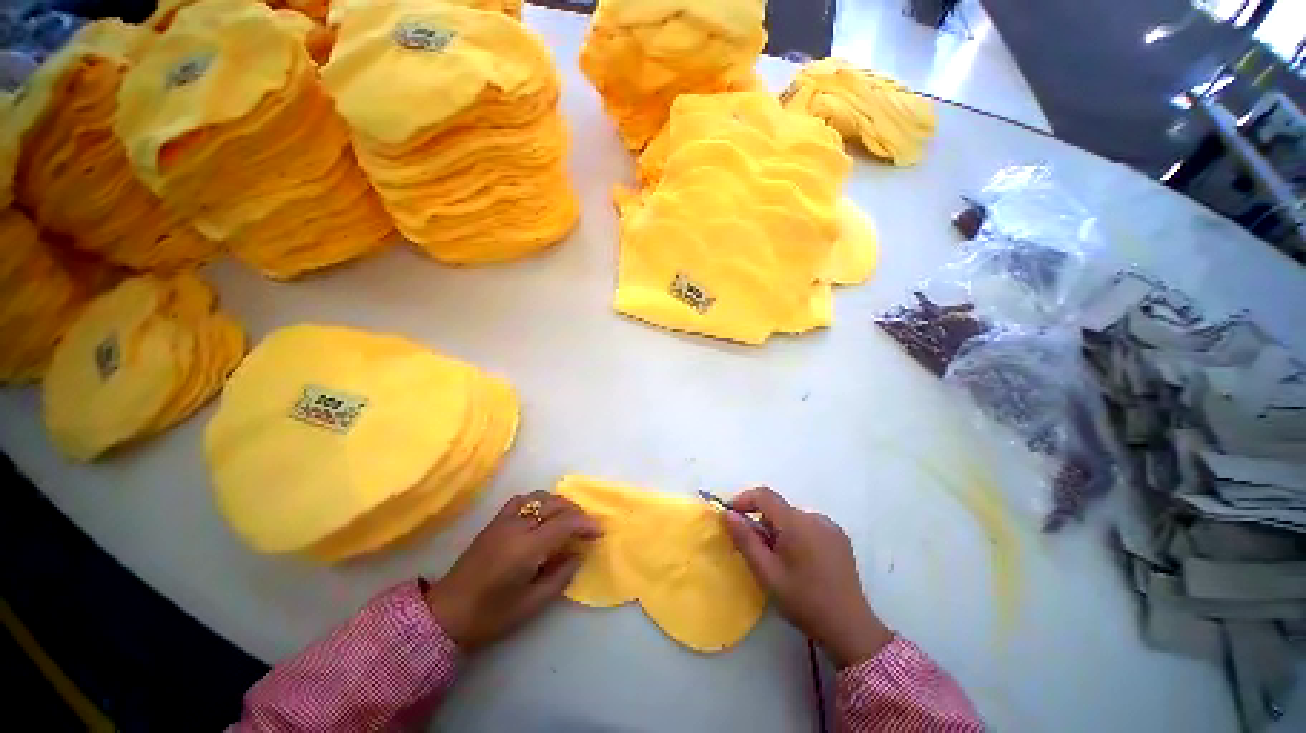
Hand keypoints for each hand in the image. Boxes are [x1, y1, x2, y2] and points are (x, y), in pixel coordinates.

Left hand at [424, 491, 600, 651]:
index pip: (565, 522)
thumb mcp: (531, 604)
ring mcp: (503, 521)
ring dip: (558, 505)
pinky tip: (540, 517)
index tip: (599, 533)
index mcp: (527, 548)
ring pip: (539, 497)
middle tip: (586, 529)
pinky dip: (537, 502)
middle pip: (555, 504)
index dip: (586, 524)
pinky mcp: (494, 522)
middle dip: (576, 513)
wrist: (446, 615)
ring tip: (566, 522)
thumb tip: (578, 554)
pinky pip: (521, 500)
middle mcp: (517, 526)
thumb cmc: (490, 616)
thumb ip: (560, 577)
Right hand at [723, 487, 891, 667]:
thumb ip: (745, 539)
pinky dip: (797, 535)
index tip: (731, 516)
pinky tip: (801, 562)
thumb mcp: (767, 573)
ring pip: (793, 518)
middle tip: (757, 551)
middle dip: (763, 523)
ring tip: (780, 561)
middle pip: (779, 508)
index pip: (764, 495)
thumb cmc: (803, 601)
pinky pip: (809, 526)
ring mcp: (830, 527)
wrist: (850, 628)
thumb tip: (728, 514)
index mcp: (796, 523)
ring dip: (780, 530)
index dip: (744, 500)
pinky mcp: (839, 538)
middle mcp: (814, 517)